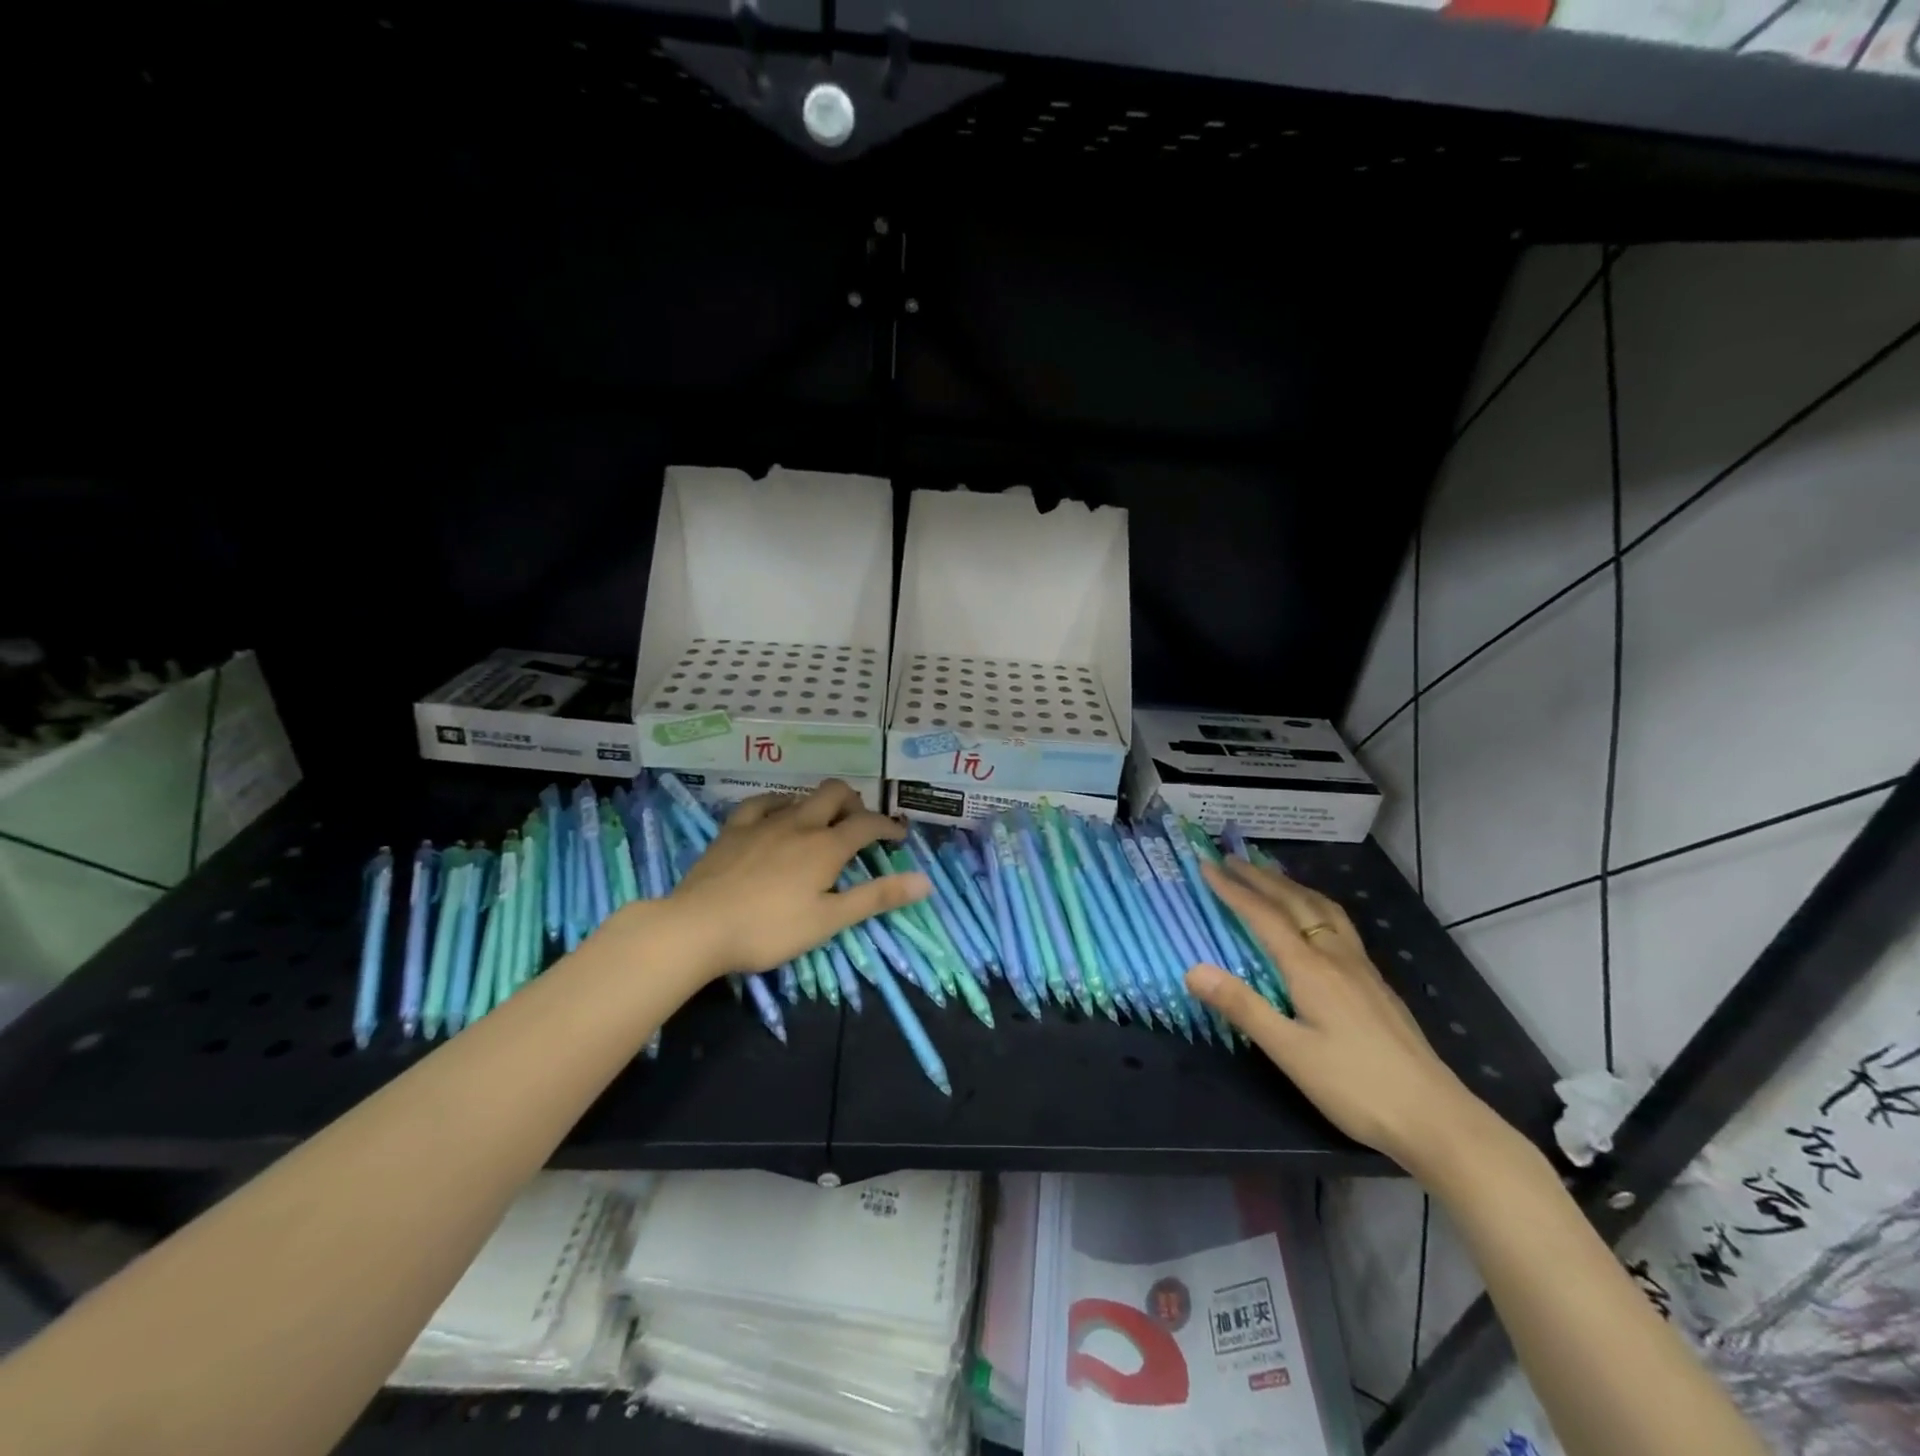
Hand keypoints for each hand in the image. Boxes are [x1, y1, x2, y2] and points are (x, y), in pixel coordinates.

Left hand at [666, 781, 930, 978]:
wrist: (698, 927)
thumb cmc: (770, 930)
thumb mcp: (829, 920)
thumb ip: (876, 898)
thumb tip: (925, 881)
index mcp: (826, 846)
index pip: (868, 825)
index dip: (888, 827)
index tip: (899, 837)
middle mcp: (800, 824)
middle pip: (835, 794)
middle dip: (855, 803)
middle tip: (860, 826)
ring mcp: (764, 822)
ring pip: (802, 796)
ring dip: (821, 804)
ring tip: (824, 824)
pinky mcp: (734, 829)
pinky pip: (762, 803)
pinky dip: (780, 804)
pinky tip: (779, 813)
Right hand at [1187, 857, 1496, 1174]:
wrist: (1435, 1117)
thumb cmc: (1355, 1086)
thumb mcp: (1290, 1052)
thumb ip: (1242, 1007)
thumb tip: (1192, 969)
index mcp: (1311, 969)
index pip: (1265, 917)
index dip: (1233, 890)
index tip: (1206, 866)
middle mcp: (1336, 957)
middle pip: (1295, 902)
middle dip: (1260, 878)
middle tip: (1230, 858)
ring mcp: (1361, 968)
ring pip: (1323, 909)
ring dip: (1291, 885)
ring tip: (1270, 875)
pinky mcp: (1375, 983)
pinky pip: (1338, 924)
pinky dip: (1314, 904)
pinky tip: (1315, 919)